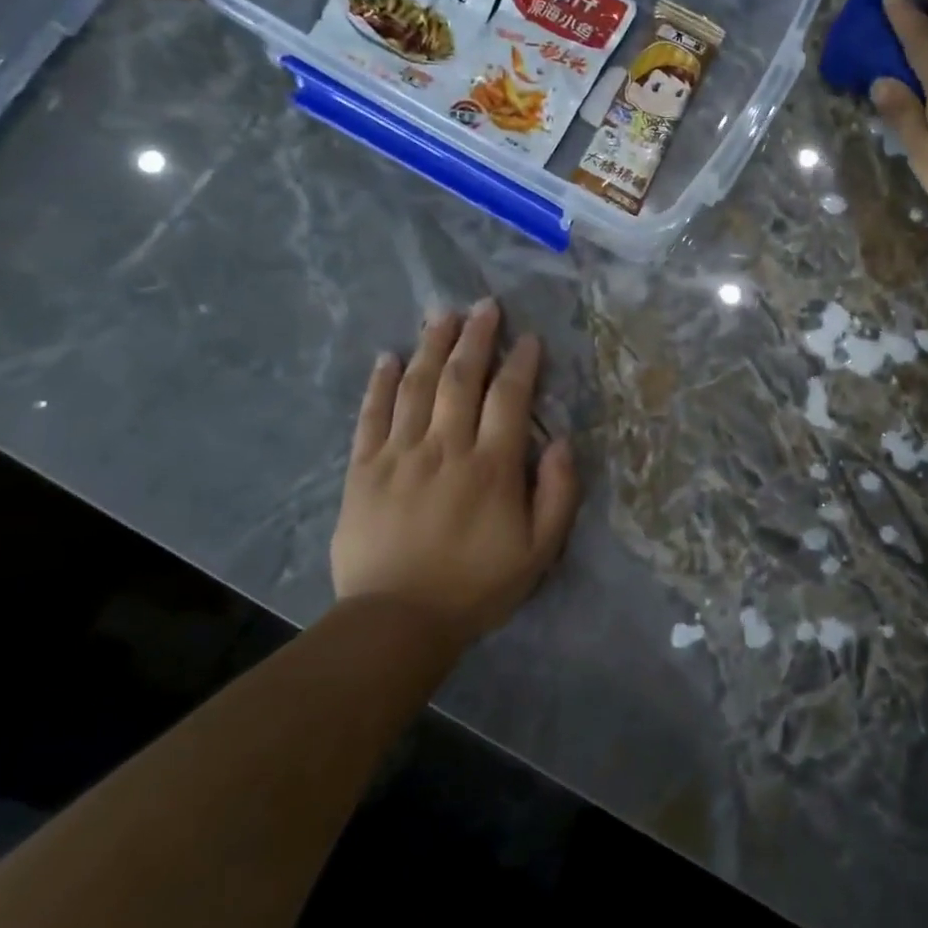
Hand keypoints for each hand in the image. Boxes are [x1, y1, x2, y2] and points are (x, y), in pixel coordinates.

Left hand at [331, 301, 579, 643]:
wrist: (397, 622)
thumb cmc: (475, 587)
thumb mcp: (539, 552)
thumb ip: (558, 495)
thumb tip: (563, 443)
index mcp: (492, 467)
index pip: (509, 399)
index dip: (521, 364)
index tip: (529, 338)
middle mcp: (446, 448)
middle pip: (461, 379)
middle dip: (475, 338)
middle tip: (484, 305)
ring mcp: (400, 455)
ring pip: (417, 387)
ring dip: (431, 346)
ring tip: (442, 314)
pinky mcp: (364, 470)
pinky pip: (371, 416)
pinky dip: (380, 384)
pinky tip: (388, 358)